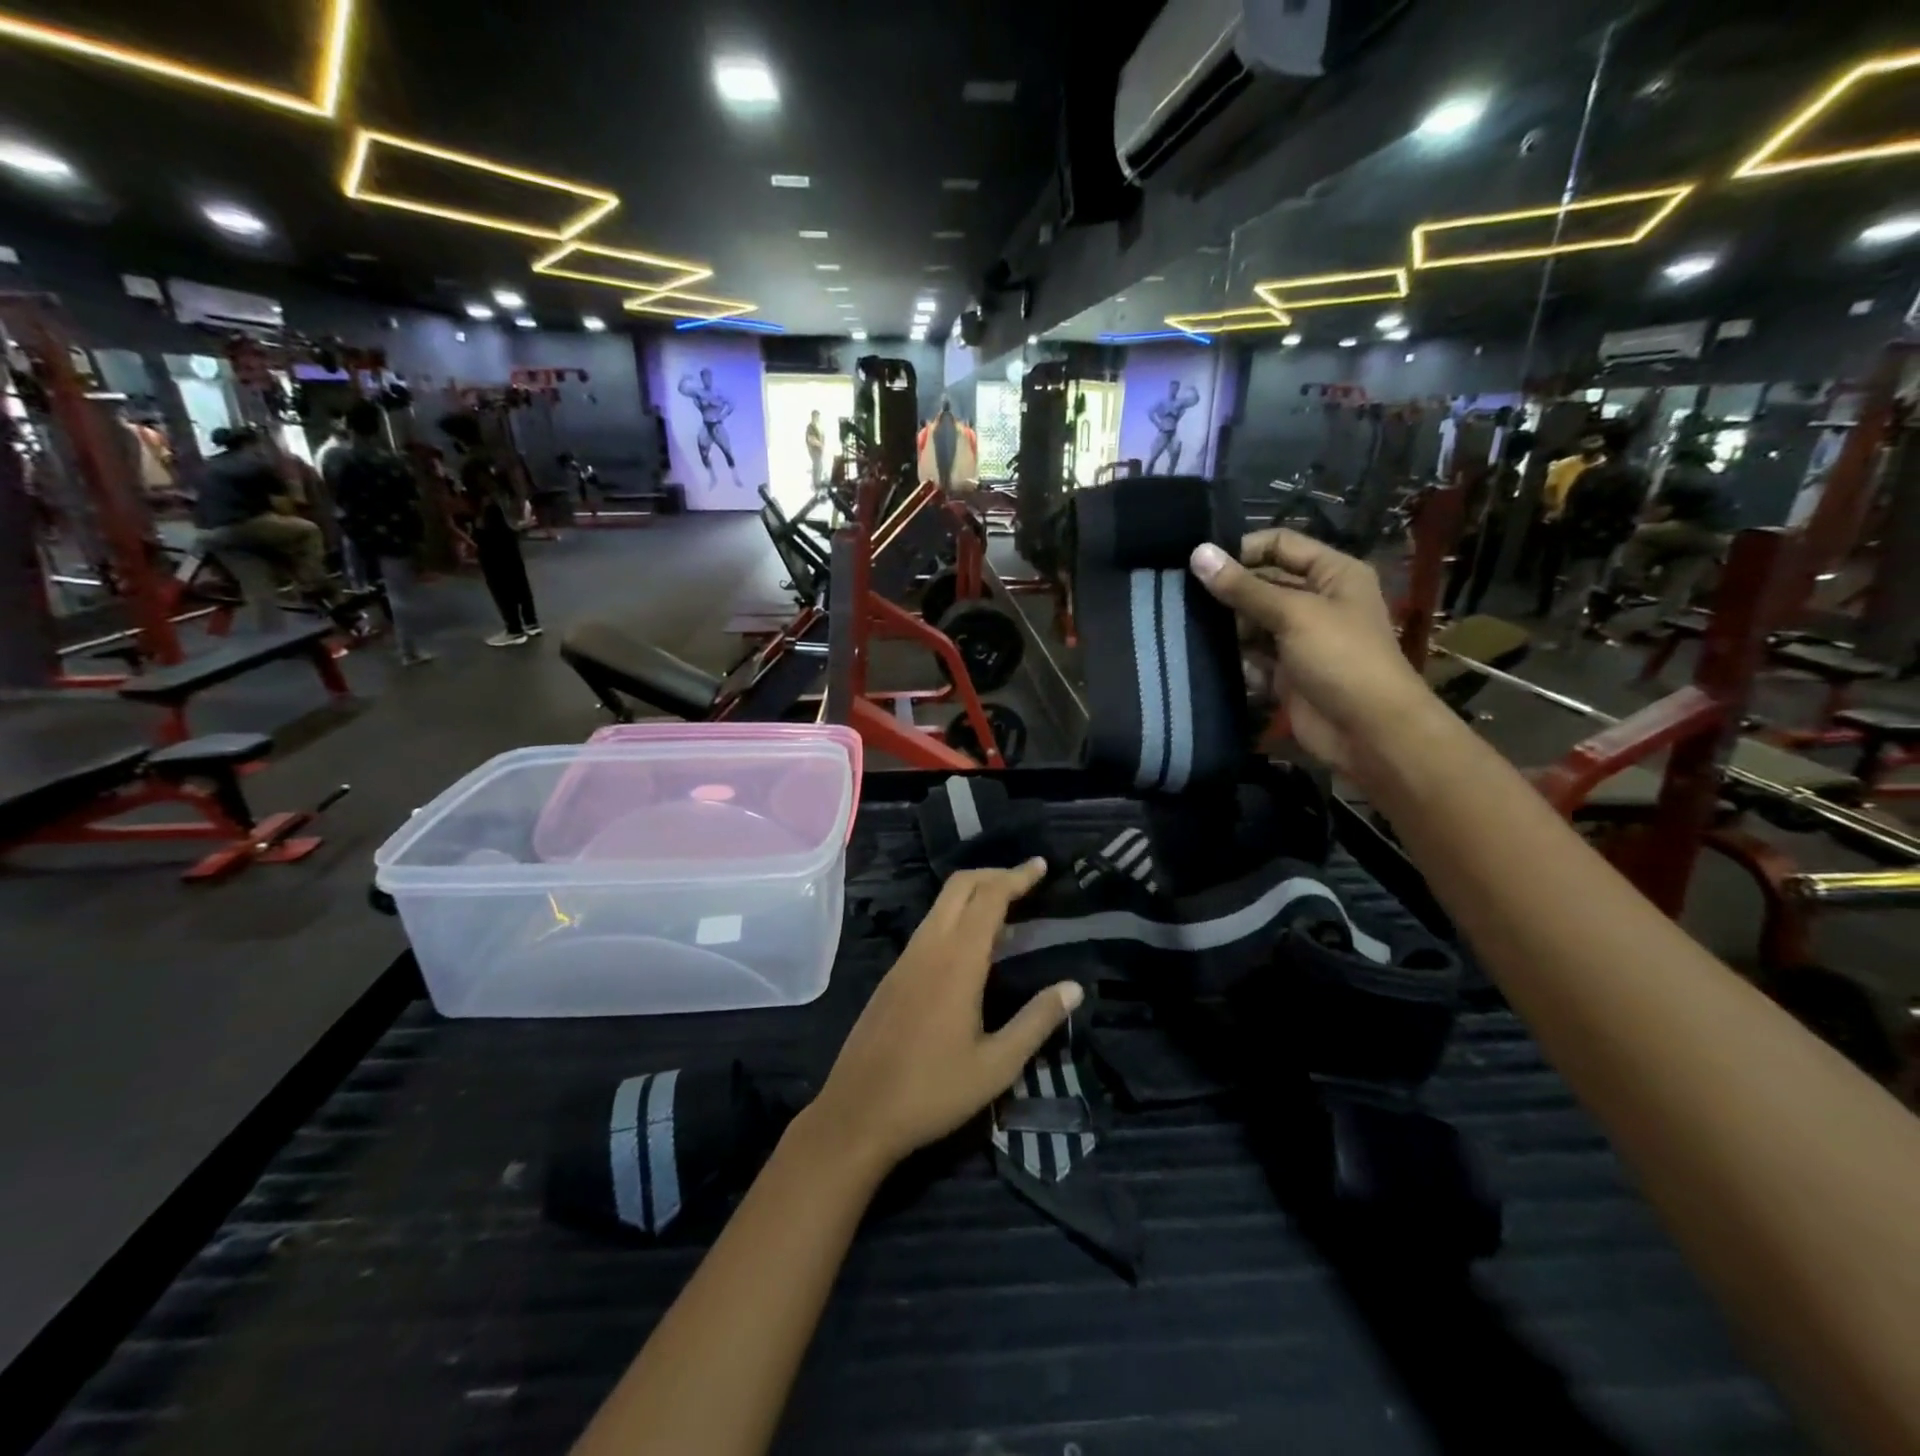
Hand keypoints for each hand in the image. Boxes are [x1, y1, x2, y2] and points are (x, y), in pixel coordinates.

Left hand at [807, 860, 1081, 1170]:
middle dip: (993, 874)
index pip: (989, 898)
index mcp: (957, 961)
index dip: (1016, 877)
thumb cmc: (933, 1091)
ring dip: (973, 894)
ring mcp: (906, 959)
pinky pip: (929, 927)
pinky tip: (972, 947)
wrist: (857, 1113)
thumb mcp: (997, 1065)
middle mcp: (929, 947)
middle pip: (959, 886)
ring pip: (941, 905)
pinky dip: (956, 916)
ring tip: (1007, 912)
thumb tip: (1074, 988)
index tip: (1040, 866)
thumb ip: (1037, 1021)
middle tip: (1026, 881)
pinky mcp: (893, 974)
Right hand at [1190, 530, 1437, 780]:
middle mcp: (1317, 601)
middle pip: (1262, 584)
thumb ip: (1244, 587)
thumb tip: (1198, 553)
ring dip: (1228, 630)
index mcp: (1333, 574)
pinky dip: (1238, 661)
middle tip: (1184, 601)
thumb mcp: (1293, 614)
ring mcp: (1300, 639)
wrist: (1368, 732)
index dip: (1243, 550)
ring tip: (1192, 632)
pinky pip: (1252, 657)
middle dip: (1229, 594)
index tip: (1200, 565)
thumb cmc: (1341, 659)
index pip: (1280, 545)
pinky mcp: (1286, 672)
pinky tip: (1217, 666)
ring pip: (1252, 623)